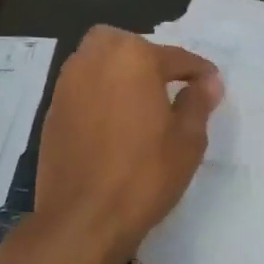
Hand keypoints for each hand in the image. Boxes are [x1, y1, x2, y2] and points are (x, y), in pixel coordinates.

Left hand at [33, 26, 222, 263]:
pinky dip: (99, 93)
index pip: (175, 57)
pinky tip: (112, 122)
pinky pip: (82, 87)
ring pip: (98, 61)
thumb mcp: (187, 140)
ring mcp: (68, 83)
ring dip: (119, 72)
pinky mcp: (51, 109)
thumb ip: (198, 102)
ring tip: (139, 103)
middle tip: (166, 86)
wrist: (83, 219)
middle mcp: (95, 59)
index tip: (212, 83)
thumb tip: (208, 82)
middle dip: (147, 58)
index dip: (198, 71)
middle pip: (127, 45)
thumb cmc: (144, 175)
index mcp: (133, 57)